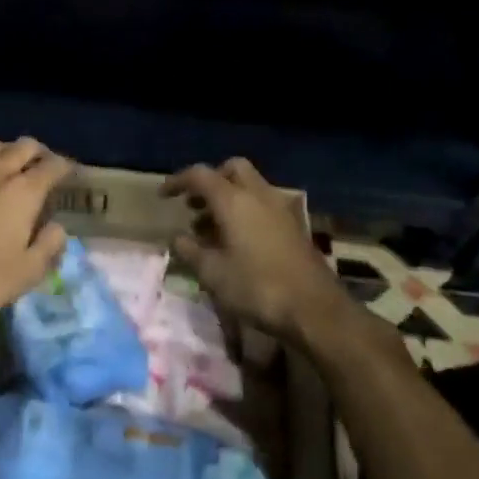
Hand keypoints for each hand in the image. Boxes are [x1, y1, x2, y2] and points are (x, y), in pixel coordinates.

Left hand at [0, 138, 74, 342]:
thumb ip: (50, 244)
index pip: (53, 165)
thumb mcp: (30, 271)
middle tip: (43, 167)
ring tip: (10, 168)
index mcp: (23, 191)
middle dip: (39, 153)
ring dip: (7, 152)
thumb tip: (57, 227)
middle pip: (23, 146)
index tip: (70, 174)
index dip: (65, 167)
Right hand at [163, 158, 347, 349]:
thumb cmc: (257, 287)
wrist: (314, 309)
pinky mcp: (294, 226)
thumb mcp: (213, 274)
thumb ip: (190, 251)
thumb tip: (177, 238)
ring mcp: (281, 209)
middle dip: (211, 181)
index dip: (178, 181)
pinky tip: (237, 241)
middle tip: (194, 204)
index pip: (200, 175)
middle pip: (231, 169)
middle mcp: (259, 195)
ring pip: (250, 186)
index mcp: (234, 200)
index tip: (163, 196)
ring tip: (209, 228)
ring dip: (228, 197)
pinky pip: (263, 204)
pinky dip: (246, 211)